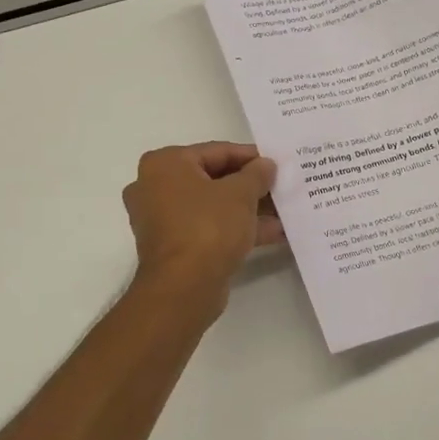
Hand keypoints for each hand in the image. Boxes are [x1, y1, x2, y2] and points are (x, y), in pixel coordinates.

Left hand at [123, 143, 284, 315]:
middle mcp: (156, 187)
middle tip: (280, 187)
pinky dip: (236, 228)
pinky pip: (209, 228)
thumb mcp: (241, 194)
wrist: (184, 288)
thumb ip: (257, 174)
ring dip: (247, 209)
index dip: (250, 157)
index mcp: (165, 164)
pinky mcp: (173, 246)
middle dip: (249, 186)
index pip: (216, 151)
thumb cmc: (208, 227)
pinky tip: (272, 233)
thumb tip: (266, 165)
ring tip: (283, 211)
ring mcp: (162, 219)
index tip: (277, 163)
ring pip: (213, 206)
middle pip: (213, 179)